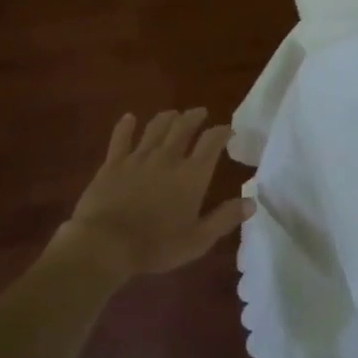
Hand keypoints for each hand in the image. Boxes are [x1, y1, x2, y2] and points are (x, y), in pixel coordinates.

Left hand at [53, 109, 253, 279]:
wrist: (106, 243)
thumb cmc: (157, 245)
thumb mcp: (198, 240)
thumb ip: (225, 218)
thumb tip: (252, 202)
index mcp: (192, 175)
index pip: (212, 142)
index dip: (222, 132)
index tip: (228, 129)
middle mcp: (167, 158)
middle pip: (183, 127)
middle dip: (195, 117)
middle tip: (201, 112)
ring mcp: (138, 158)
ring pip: (155, 128)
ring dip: (167, 118)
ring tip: (173, 114)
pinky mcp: (113, 163)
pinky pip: (121, 138)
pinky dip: (126, 126)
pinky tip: (129, 118)